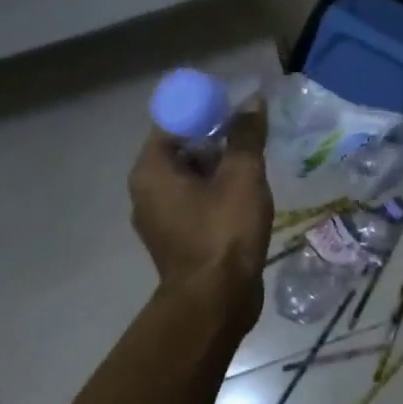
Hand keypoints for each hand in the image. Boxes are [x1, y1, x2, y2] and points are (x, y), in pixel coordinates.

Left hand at [128, 105, 273, 323]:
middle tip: (251, 127)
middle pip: (183, 145)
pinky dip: (218, 187)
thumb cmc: (223, 231)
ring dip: (221, 161)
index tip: (235, 105)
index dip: (205, 107)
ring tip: (255, 154)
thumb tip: (252, 100)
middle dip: (217, 133)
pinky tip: (248, 187)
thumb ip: (246, 134)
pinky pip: (197, 197)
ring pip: (192, 173)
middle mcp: (147, 190)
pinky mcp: (179, 235)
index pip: (174, 120)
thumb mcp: (242, 175)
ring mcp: (161, 216)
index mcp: (152, 170)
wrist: (216, 303)